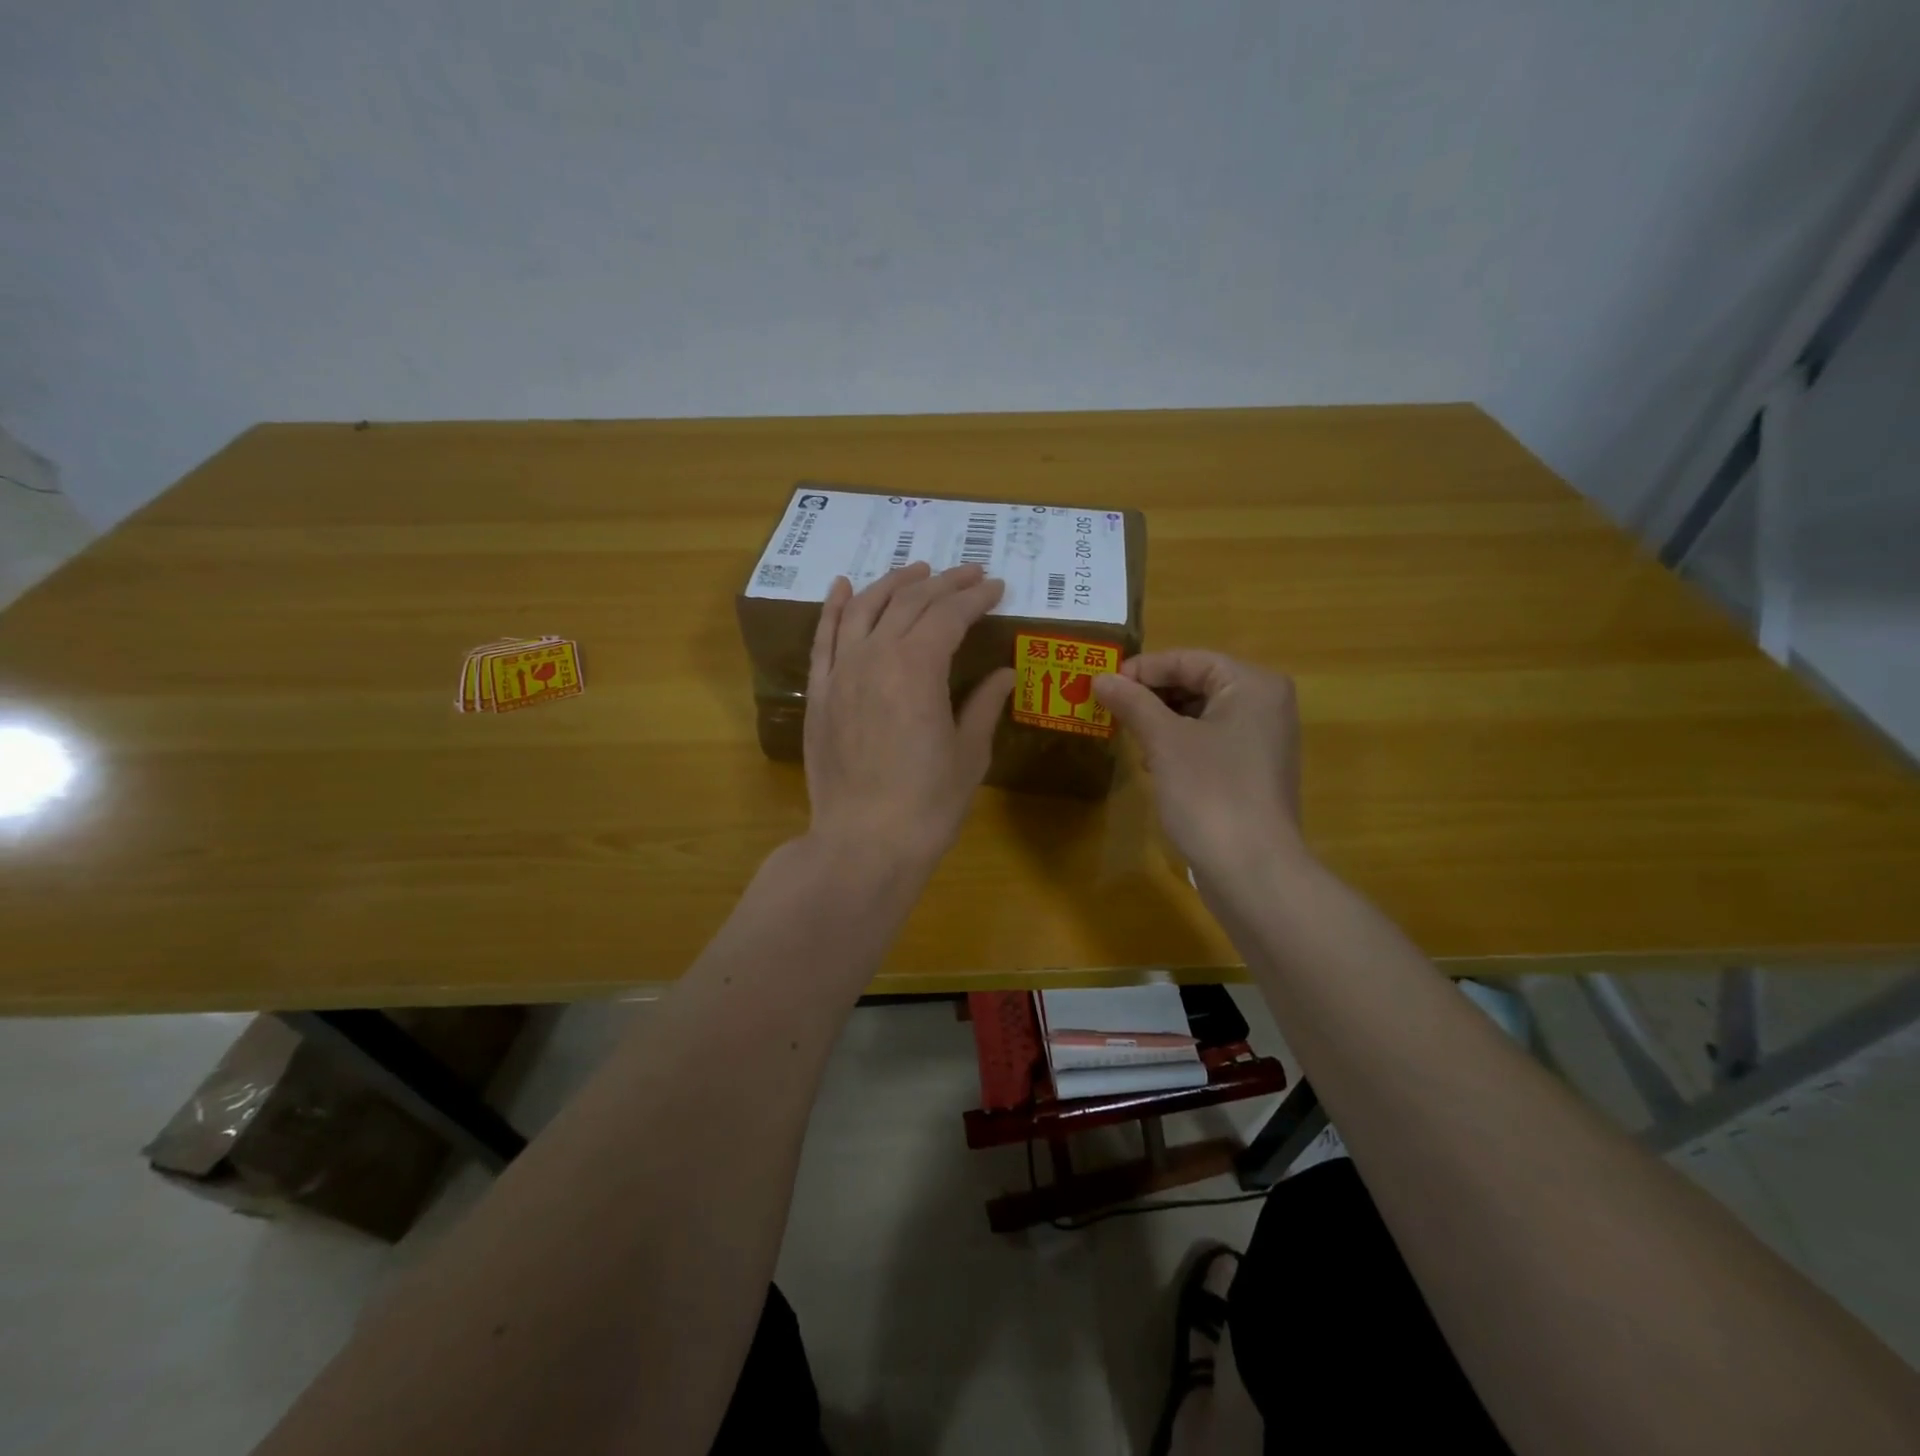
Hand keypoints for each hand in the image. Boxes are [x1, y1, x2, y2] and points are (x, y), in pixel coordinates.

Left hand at [803, 562, 1014, 871]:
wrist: (864, 843)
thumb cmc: (928, 804)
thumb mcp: (969, 754)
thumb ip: (984, 704)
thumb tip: (1005, 672)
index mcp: (919, 667)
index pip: (950, 614)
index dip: (976, 597)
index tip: (997, 587)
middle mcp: (876, 656)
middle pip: (910, 603)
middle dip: (944, 582)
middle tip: (969, 573)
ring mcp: (841, 672)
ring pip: (865, 609)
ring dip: (893, 583)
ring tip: (917, 569)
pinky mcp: (819, 693)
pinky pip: (824, 639)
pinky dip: (835, 608)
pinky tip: (845, 586)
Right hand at [1094, 650, 1304, 878]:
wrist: (1252, 869)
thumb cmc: (1210, 792)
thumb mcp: (1164, 741)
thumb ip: (1132, 703)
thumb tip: (1100, 677)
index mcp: (1252, 684)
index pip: (1189, 659)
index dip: (1143, 669)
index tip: (1102, 684)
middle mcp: (1265, 704)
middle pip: (1197, 683)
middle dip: (1151, 696)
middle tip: (1110, 709)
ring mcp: (1263, 740)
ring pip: (1201, 714)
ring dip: (1161, 721)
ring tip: (1128, 735)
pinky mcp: (1254, 771)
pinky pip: (1211, 741)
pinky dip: (1179, 744)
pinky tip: (1154, 763)